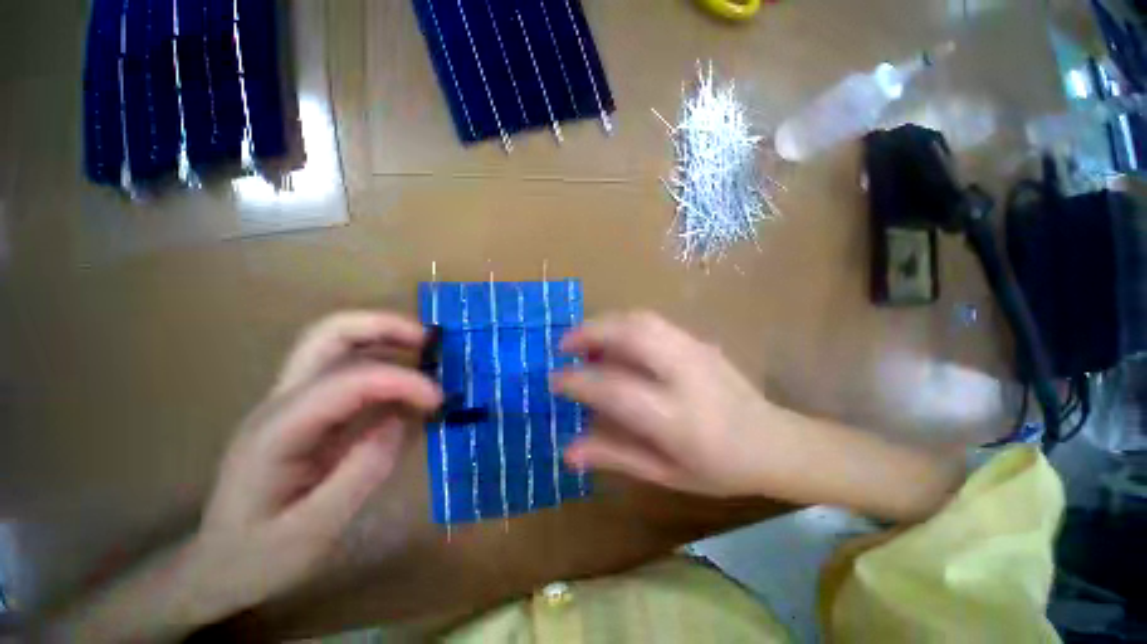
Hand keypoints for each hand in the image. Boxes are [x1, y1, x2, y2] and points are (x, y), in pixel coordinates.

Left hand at [195, 312, 441, 612]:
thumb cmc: (258, 558)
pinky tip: (408, 387)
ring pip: (337, 344)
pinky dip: (385, 365)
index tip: (439, 399)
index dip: (401, 381)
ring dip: (386, 339)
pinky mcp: (308, 412)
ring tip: (427, 354)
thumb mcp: (312, 532)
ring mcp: (292, 403)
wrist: (220, 567)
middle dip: (384, 327)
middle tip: (430, 340)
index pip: (347, 380)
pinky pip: (349, 371)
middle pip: (329, 335)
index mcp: (278, 430)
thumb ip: (359, 473)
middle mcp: (282, 402)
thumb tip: (399, 421)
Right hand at [555, 312, 963, 519]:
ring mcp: (696, 350)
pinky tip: (614, 338)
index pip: (614, 388)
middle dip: (590, 333)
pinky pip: (653, 322)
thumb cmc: (718, 468)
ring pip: (642, 320)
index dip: (577, 381)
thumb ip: (615, 455)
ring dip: (605, 322)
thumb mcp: (665, 473)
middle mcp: (685, 374)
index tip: (554, 380)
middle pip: (630, 335)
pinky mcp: (700, 340)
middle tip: (564, 345)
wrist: (774, 442)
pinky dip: (624, 323)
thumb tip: (567, 450)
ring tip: (584, 338)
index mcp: (676, 417)